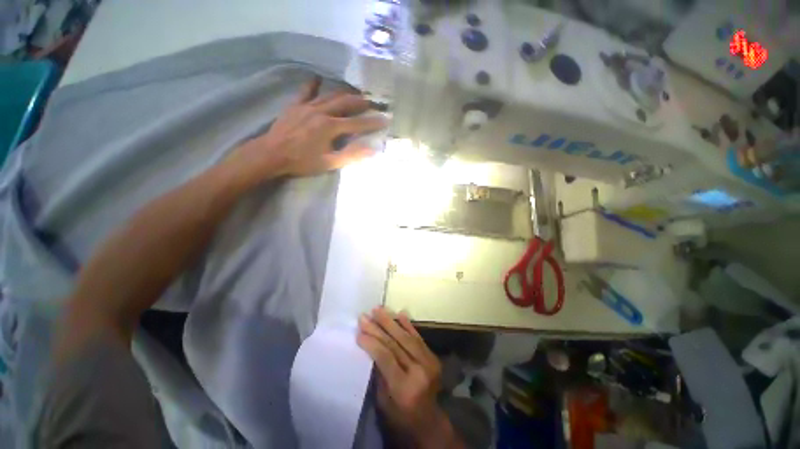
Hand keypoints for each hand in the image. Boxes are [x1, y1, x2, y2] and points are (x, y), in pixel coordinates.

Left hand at [228, 76, 386, 183]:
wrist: (271, 154)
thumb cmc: (302, 162)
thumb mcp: (329, 162)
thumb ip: (351, 155)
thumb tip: (372, 149)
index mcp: (331, 127)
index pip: (357, 123)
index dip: (373, 122)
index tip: (386, 119)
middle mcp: (321, 112)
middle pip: (346, 103)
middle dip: (361, 102)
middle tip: (372, 101)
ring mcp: (307, 106)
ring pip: (330, 95)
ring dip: (344, 94)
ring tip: (355, 93)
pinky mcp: (295, 105)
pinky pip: (305, 92)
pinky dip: (313, 85)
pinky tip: (317, 79)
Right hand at [357, 307, 461, 447]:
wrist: (429, 422)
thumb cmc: (400, 416)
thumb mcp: (383, 400)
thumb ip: (379, 372)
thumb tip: (370, 344)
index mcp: (405, 387)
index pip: (386, 357)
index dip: (372, 341)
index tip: (359, 330)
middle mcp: (419, 371)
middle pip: (396, 343)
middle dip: (378, 327)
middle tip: (365, 315)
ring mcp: (429, 362)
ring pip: (406, 337)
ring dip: (391, 321)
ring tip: (378, 309)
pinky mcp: (433, 357)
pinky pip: (418, 337)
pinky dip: (408, 325)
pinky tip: (400, 314)